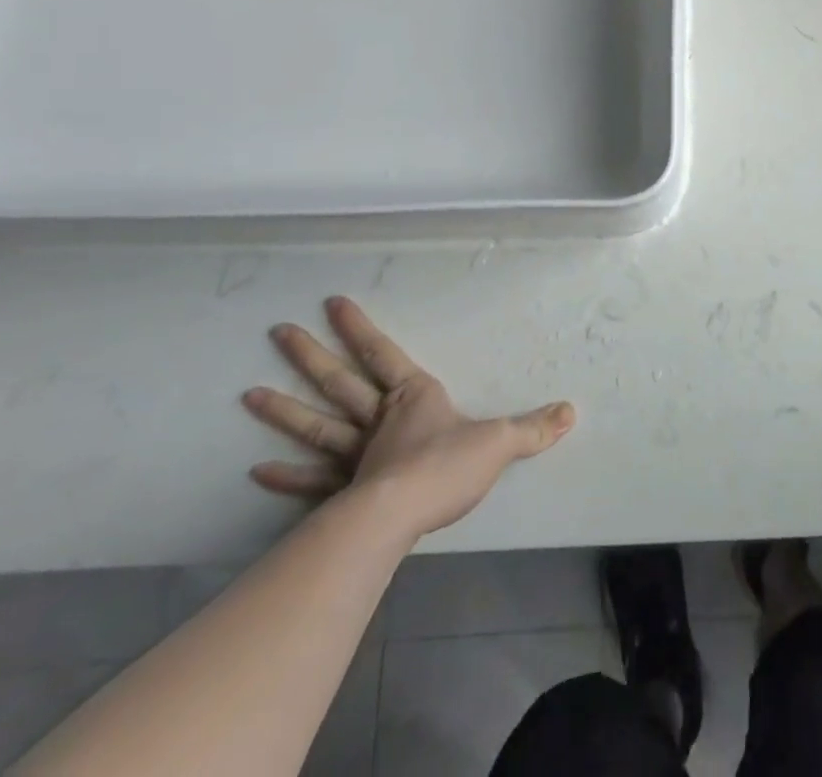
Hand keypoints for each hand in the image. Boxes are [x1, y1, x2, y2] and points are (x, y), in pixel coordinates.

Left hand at [242, 296, 574, 539]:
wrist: (401, 517)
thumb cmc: (446, 468)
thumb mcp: (499, 442)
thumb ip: (533, 428)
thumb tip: (571, 412)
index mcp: (413, 398)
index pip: (383, 354)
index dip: (360, 329)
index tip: (333, 303)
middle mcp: (379, 420)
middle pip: (340, 382)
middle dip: (311, 356)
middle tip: (279, 332)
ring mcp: (355, 456)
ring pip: (317, 425)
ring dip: (285, 410)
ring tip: (249, 393)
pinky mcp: (343, 493)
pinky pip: (310, 479)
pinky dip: (285, 474)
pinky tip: (256, 469)